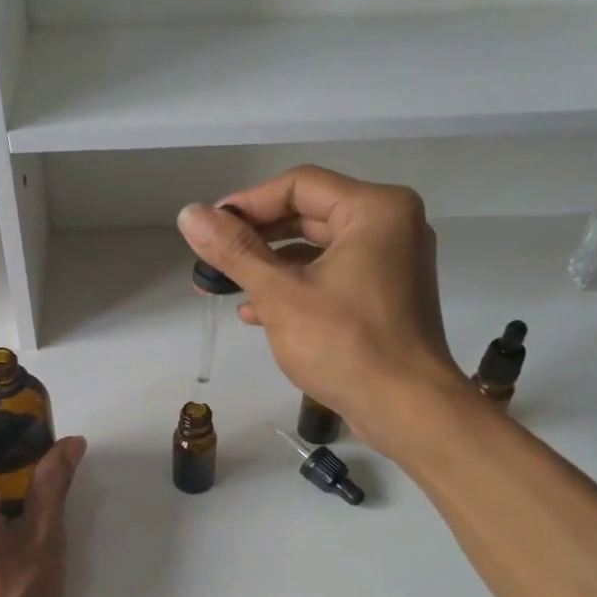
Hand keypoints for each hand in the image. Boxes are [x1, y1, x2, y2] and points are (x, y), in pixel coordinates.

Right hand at [176, 166, 465, 447]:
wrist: (407, 410)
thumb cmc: (345, 344)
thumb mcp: (280, 295)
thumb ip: (234, 251)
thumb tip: (189, 214)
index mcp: (375, 209)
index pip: (298, 185)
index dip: (247, 203)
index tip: (208, 227)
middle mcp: (389, 225)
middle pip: (308, 214)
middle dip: (256, 238)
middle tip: (213, 257)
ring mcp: (390, 262)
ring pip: (317, 249)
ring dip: (270, 266)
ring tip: (226, 286)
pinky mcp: (384, 296)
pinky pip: (332, 276)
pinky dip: (296, 287)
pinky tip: (256, 312)